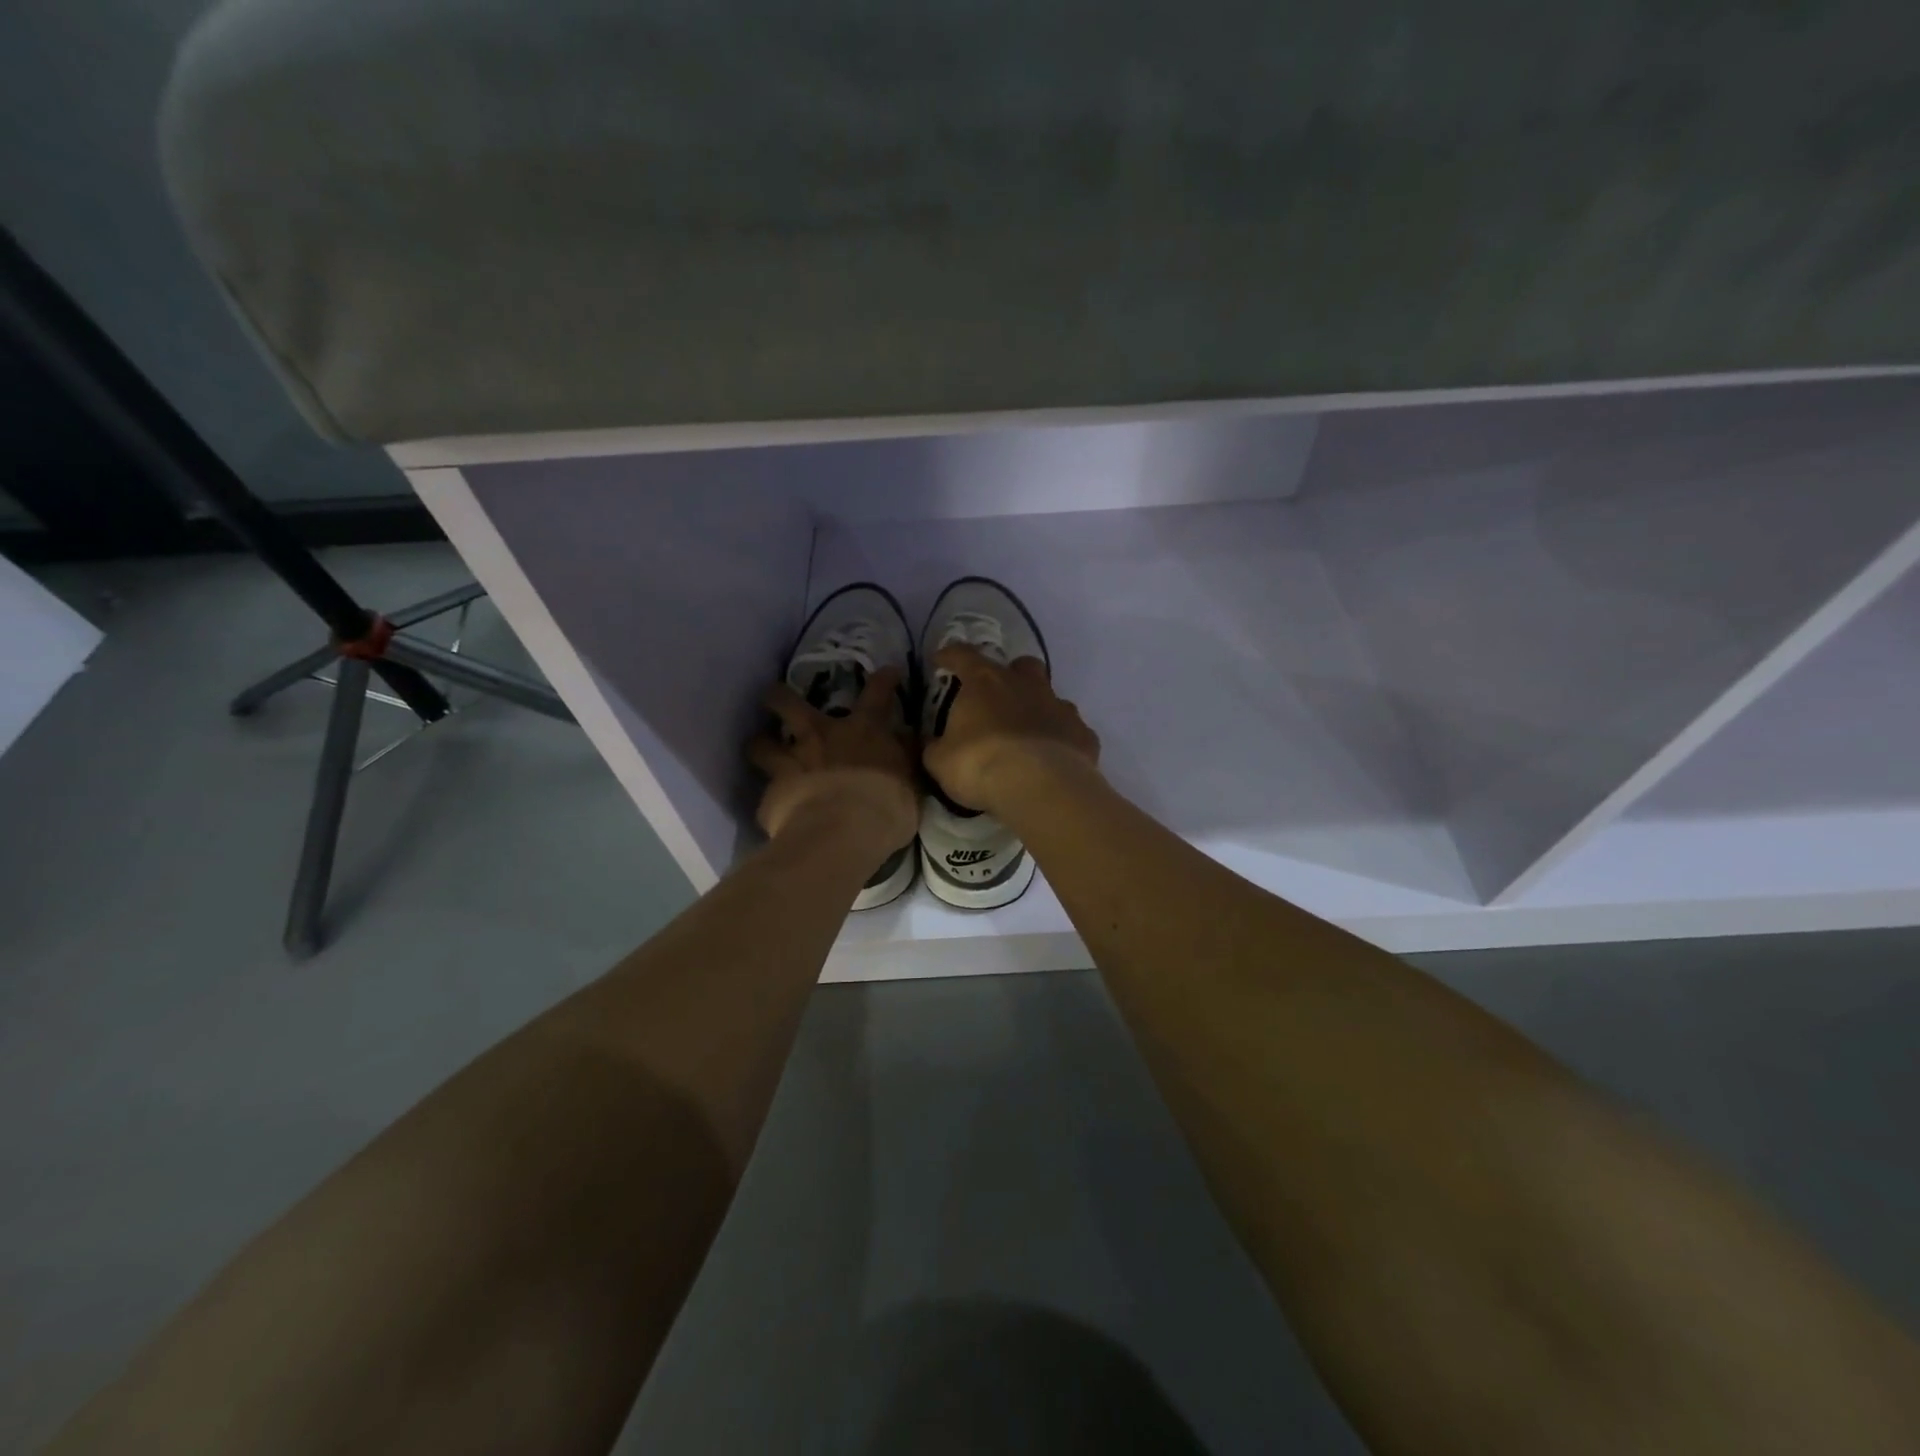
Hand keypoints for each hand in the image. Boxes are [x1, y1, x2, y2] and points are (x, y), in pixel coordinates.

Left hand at [748, 667, 917, 850]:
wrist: (842, 833)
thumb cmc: (887, 805)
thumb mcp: (911, 779)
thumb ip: (903, 756)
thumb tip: (906, 738)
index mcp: (863, 730)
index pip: (877, 693)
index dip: (883, 680)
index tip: (887, 673)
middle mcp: (820, 736)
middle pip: (788, 703)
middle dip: (779, 696)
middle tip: (776, 696)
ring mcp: (790, 763)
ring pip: (762, 743)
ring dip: (761, 744)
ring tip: (761, 748)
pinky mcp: (771, 794)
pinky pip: (766, 794)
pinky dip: (771, 798)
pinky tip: (774, 807)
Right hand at [921, 645, 1100, 815]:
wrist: (1040, 786)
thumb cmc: (980, 765)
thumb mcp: (940, 761)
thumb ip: (935, 747)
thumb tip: (932, 744)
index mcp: (985, 682)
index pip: (962, 655)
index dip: (950, 655)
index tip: (941, 660)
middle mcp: (1026, 685)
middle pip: (1022, 665)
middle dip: (1011, 675)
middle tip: (999, 697)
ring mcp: (1060, 707)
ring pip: (1051, 697)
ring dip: (1039, 709)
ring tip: (1028, 736)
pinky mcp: (1083, 734)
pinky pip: (1071, 731)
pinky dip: (1061, 740)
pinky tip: (1054, 759)